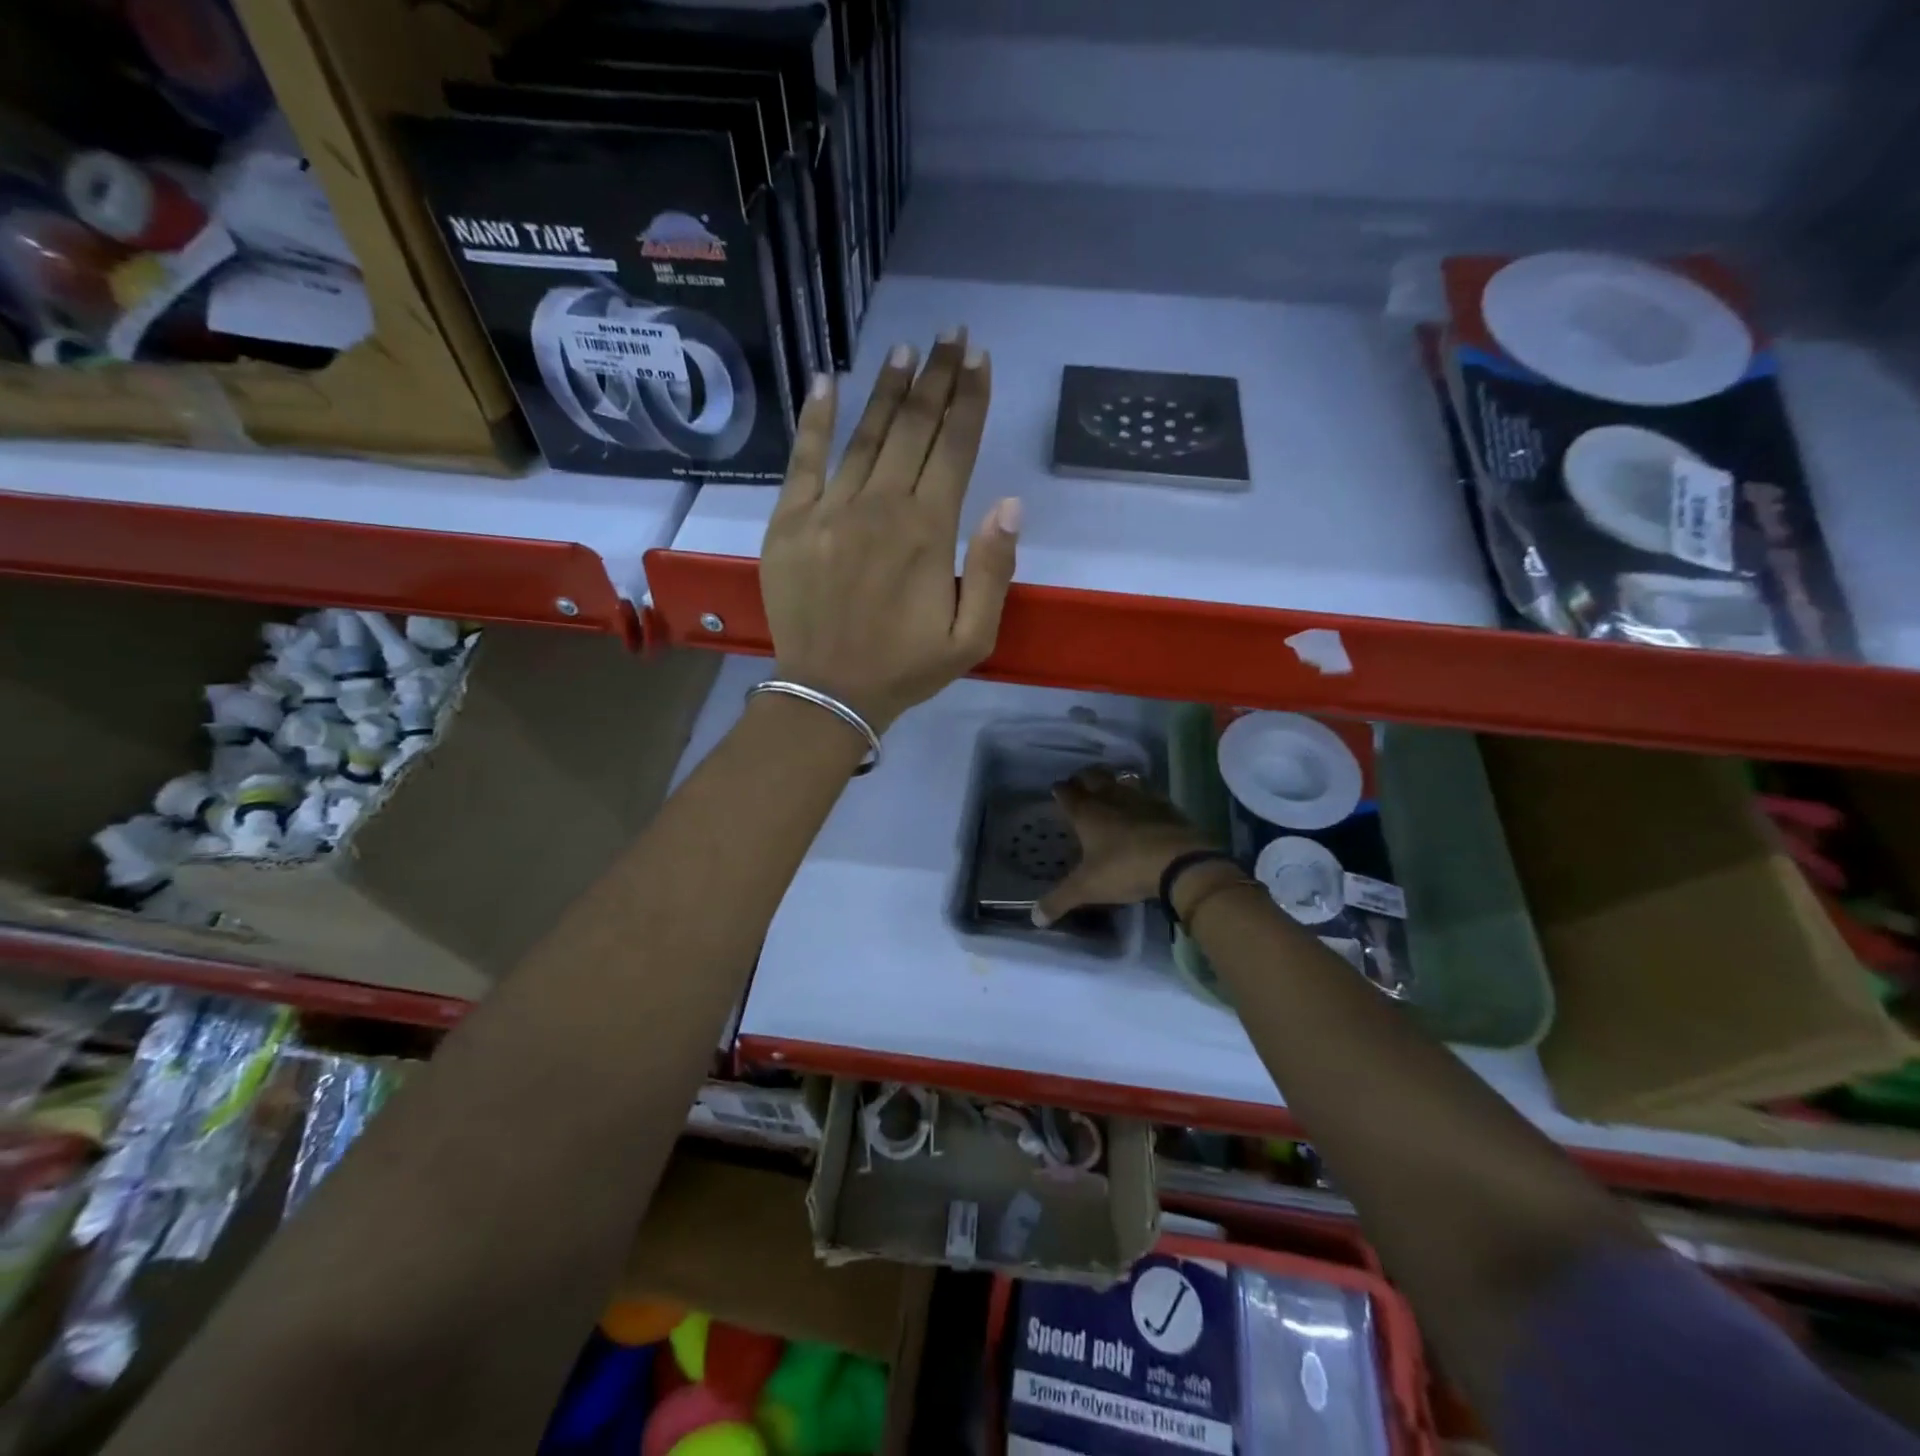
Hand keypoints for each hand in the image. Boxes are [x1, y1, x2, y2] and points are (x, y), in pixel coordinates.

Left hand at [760, 332, 1021, 733]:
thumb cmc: (906, 667)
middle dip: (936, 378)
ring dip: (888, 390)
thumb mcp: (972, 636)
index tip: (978, 358)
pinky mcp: (789, 521)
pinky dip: (814, 419)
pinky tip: (826, 381)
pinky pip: (803, 459)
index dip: (969, 400)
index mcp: (928, 532)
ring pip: (865, 435)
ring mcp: (829, 510)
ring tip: (906, 351)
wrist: (829, 692)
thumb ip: (994, 570)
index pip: (954, 448)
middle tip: (949, 335)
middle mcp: (880, 507)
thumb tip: (1011, 503)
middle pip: (914, 429)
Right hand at [1033, 768, 1215, 926]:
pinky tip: (1142, 805)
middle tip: (1080, 786)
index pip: (1066, 793)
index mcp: (1086, 813)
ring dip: (1112, 781)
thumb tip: (1035, 918)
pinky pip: (1147, 791)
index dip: (1059, 791)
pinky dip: (1140, 794)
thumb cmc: (1125, 869)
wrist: (1180, 861)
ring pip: (1120, 779)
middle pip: (1092, 776)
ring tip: (1109, 789)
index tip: (1056, 792)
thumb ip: (1059, 901)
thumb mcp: (1087, 889)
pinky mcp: (1165, 804)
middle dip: (1083, 779)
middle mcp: (1110, 797)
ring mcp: (1139, 797)